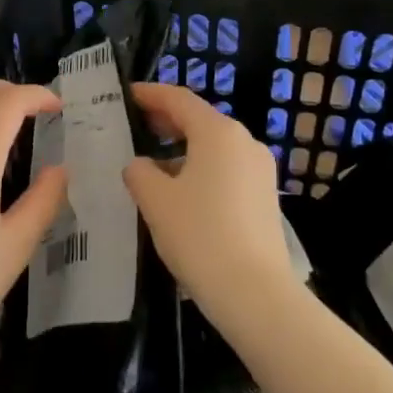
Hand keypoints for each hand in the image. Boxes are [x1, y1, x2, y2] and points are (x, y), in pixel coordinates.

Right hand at [123, 82, 301, 334]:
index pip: (178, 99)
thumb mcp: (156, 201)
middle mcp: (243, 141)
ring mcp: (259, 170)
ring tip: (152, 166)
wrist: (258, 297)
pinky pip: (226, 169)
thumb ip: (139, 172)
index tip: (127, 95)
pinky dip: (201, 169)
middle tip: (135, 126)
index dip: (150, 94)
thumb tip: (140, 166)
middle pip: (199, 120)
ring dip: (182, 149)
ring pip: (213, 147)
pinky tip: (181, 194)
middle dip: (166, 121)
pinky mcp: (265, 197)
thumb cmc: (201, 237)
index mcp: (217, 132)